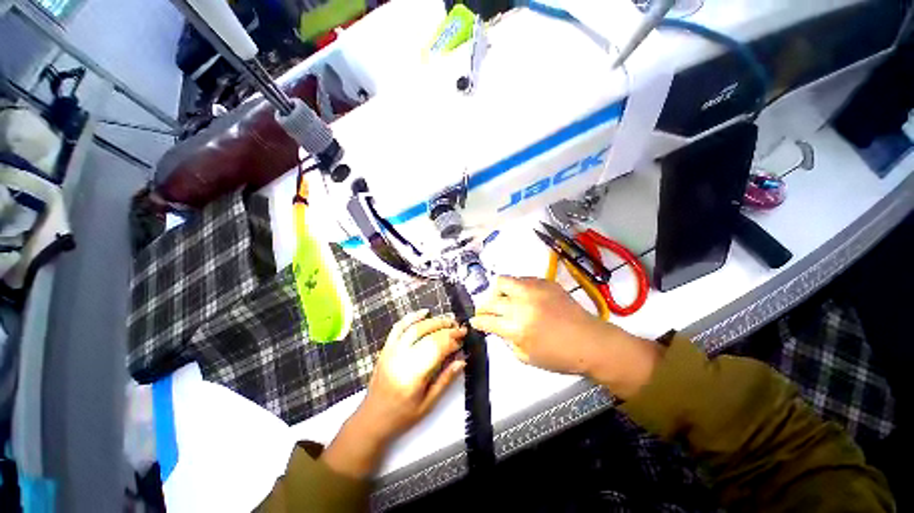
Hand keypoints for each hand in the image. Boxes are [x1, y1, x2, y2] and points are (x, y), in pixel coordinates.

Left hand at [322, 310, 465, 477]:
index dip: (452, 340)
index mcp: (413, 375)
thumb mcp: (428, 404)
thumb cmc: (402, 416)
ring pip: (415, 327)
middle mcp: (401, 358)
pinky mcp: (386, 348)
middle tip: (460, 328)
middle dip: (447, 329)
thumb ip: (446, 380)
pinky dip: (411, 317)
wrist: (372, 419)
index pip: (437, 348)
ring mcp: (391, 351)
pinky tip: (424, 312)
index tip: (463, 338)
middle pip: (428, 335)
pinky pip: (399, 327)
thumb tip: (462, 361)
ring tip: (448, 321)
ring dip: (434, 321)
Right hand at [469, 276, 609, 375]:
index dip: (478, 321)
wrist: (590, 342)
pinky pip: (521, 280)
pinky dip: (516, 288)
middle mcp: (521, 305)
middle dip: (483, 307)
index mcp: (516, 327)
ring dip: (497, 292)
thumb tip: (499, 328)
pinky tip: (522, 296)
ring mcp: (533, 290)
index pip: (487, 320)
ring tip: (502, 299)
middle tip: (486, 312)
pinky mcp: (545, 283)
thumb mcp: (526, 357)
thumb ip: (508, 340)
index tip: (475, 321)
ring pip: (503, 281)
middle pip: (490, 300)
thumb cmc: (559, 356)